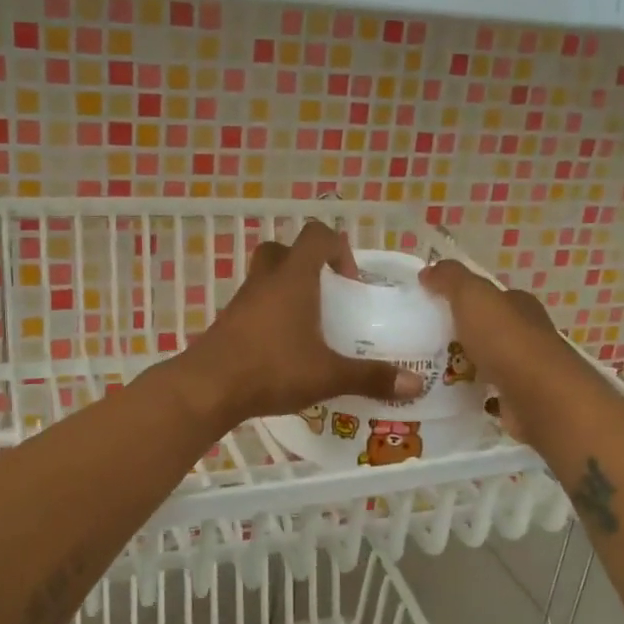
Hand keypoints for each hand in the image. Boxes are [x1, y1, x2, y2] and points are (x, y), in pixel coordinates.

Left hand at [176, 222, 424, 429]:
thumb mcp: (328, 375)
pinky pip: (253, 304)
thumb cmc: (272, 369)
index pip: (317, 236)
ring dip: (286, 290)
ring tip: (307, 325)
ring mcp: (242, 300)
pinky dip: (269, 315)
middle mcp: (266, 280)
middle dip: (308, 265)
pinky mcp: (227, 322)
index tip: (350, 282)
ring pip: (265, 277)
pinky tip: (282, 348)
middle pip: (284, 250)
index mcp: (293, 278)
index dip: (338, 249)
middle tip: (326, 296)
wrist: (208, 388)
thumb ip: (371, 377)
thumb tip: (415, 384)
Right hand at [418, 260, 575, 441]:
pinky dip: (474, 392)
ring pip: (489, 361)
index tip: (434, 306)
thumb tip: (428, 271)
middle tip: (425, 341)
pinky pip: (490, 392)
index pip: (492, 296)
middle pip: (490, 329)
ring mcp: (525, 369)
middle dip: (463, 333)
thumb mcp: (472, 296)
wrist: (539, 397)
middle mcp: (527, 333)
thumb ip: (450, 279)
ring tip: (430, 370)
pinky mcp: (520, 400)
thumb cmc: (505, 340)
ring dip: (466, 364)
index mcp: (519, 305)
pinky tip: (451, 396)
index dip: (465, 298)